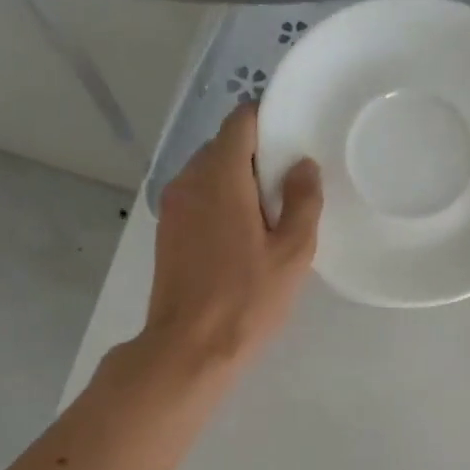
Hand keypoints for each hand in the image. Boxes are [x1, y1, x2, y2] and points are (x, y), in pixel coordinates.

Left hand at [143, 104, 322, 371]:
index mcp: (220, 176)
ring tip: (269, 215)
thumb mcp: (292, 253)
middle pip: (224, 146)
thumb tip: (303, 166)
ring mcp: (172, 206)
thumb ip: (303, 202)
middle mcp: (188, 180)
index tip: (294, 140)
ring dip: (238, 181)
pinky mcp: (167, 231)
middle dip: (257, 156)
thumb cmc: (246, 299)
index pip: (240, 121)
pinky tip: (242, 236)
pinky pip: (197, 198)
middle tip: (290, 186)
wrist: (189, 348)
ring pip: (208, 173)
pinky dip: (220, 202)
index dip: (268, 121)